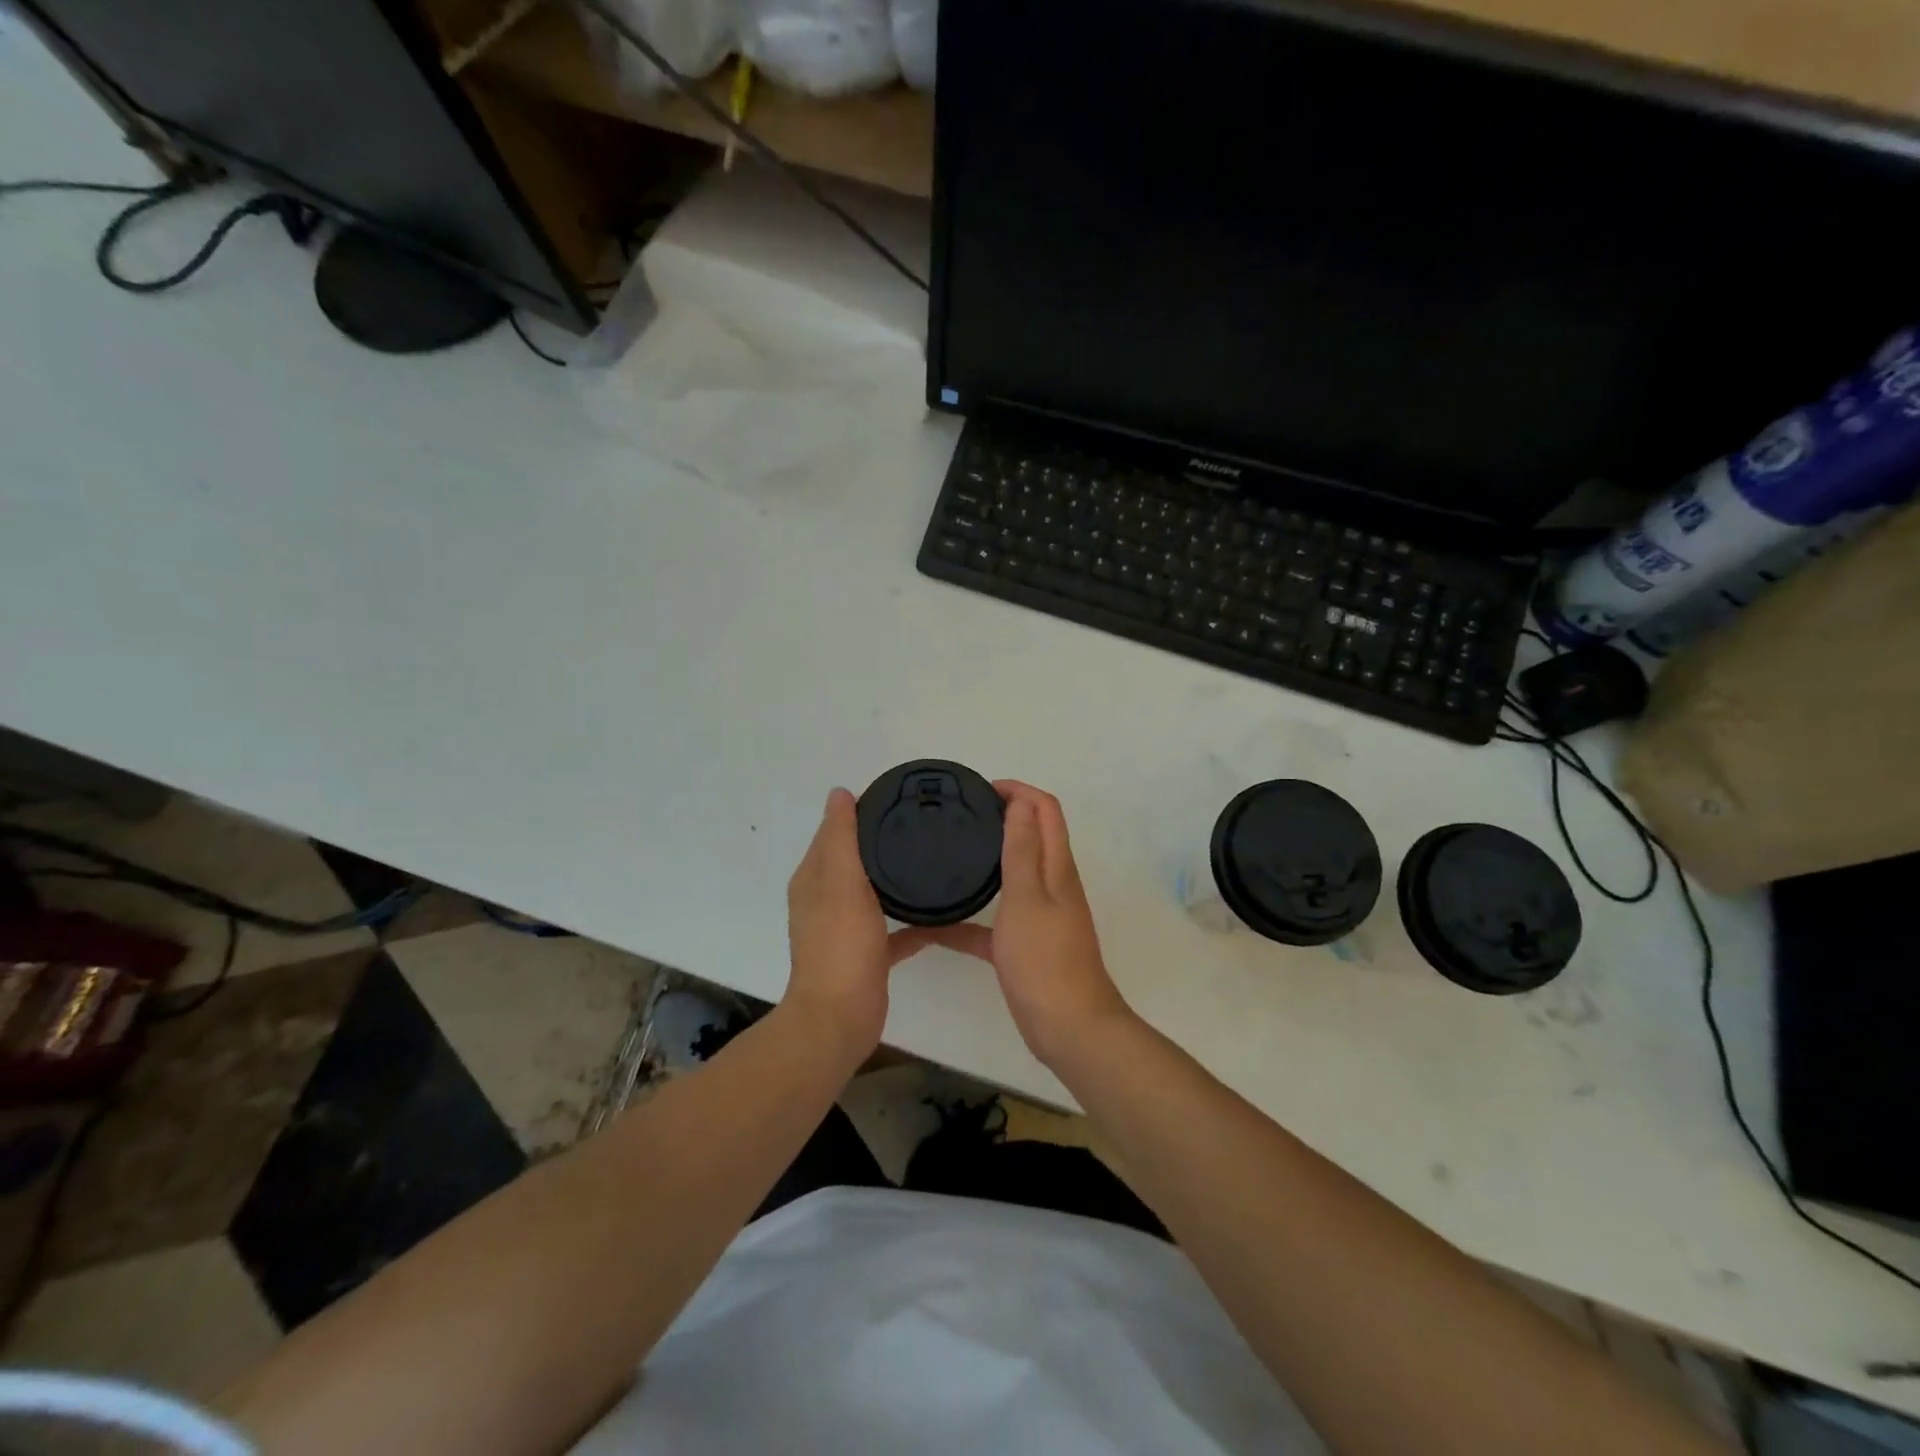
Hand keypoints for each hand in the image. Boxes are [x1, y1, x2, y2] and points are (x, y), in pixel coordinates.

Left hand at [784, 788, 944, 1058]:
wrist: (840, 1018)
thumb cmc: (840, 946)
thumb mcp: (842, 883)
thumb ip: (842, 838)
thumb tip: (839, 793)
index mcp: (813, 879)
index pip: (833, 833)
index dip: (856, 812)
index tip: (895, 798)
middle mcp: (825, 900)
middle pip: (853, 860)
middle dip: (879, 842)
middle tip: (920, 825)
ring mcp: (845, 930)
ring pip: (872, 893)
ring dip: (894, 879)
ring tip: (931, 861)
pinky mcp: (866, 955)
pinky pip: (893, 930)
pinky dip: (911, 922)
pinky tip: (941, 917)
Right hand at [925, 781, 1132, 1065]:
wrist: (1068, 1029)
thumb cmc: (1045, 961)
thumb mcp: (1027, 899)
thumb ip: (1022, 851)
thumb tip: (1019, 803)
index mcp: (1057, 867)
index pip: (1045, 810)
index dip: (1018, 791)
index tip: (980, 790)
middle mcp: (1052, 884)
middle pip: (1031, 836)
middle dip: (1002, 816)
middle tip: (960, 816)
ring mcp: (1039, 916)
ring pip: (1012, 876)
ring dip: (988, 859)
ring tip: (947, 855)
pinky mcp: (1025, 945)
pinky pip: (994, 922)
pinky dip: (970, 917)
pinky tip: (934, 926)